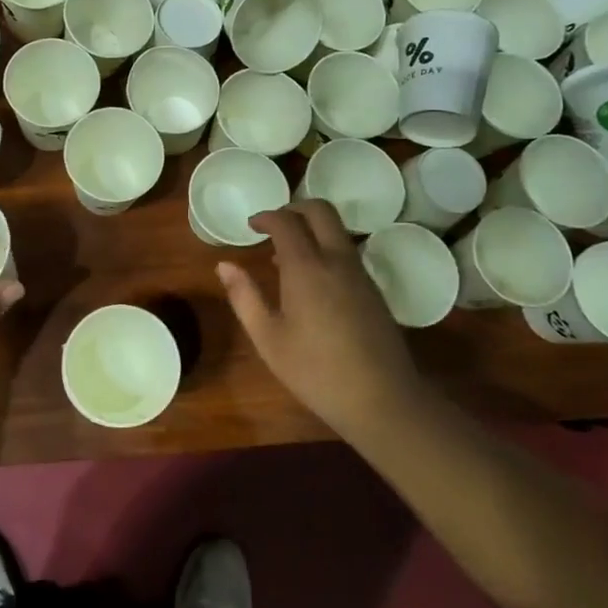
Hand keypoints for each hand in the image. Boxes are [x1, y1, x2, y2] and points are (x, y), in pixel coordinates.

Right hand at [216, 200, 416, 438]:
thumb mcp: (268, 338)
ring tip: (287, 255)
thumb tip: (224, 265)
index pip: (286, 221)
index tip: (251, 225)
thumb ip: (244, 297)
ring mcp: (360, 273)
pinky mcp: (374, 289)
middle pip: (320, 210)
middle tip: (273, 225)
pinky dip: (326, 247)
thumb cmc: (315, 370)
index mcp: (306, 267)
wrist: (382, 399)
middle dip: (294, 208)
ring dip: (312, 228)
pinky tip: (312, 280)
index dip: (266, 216)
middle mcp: (336, 260)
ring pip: (337, 229)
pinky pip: (347, 251)